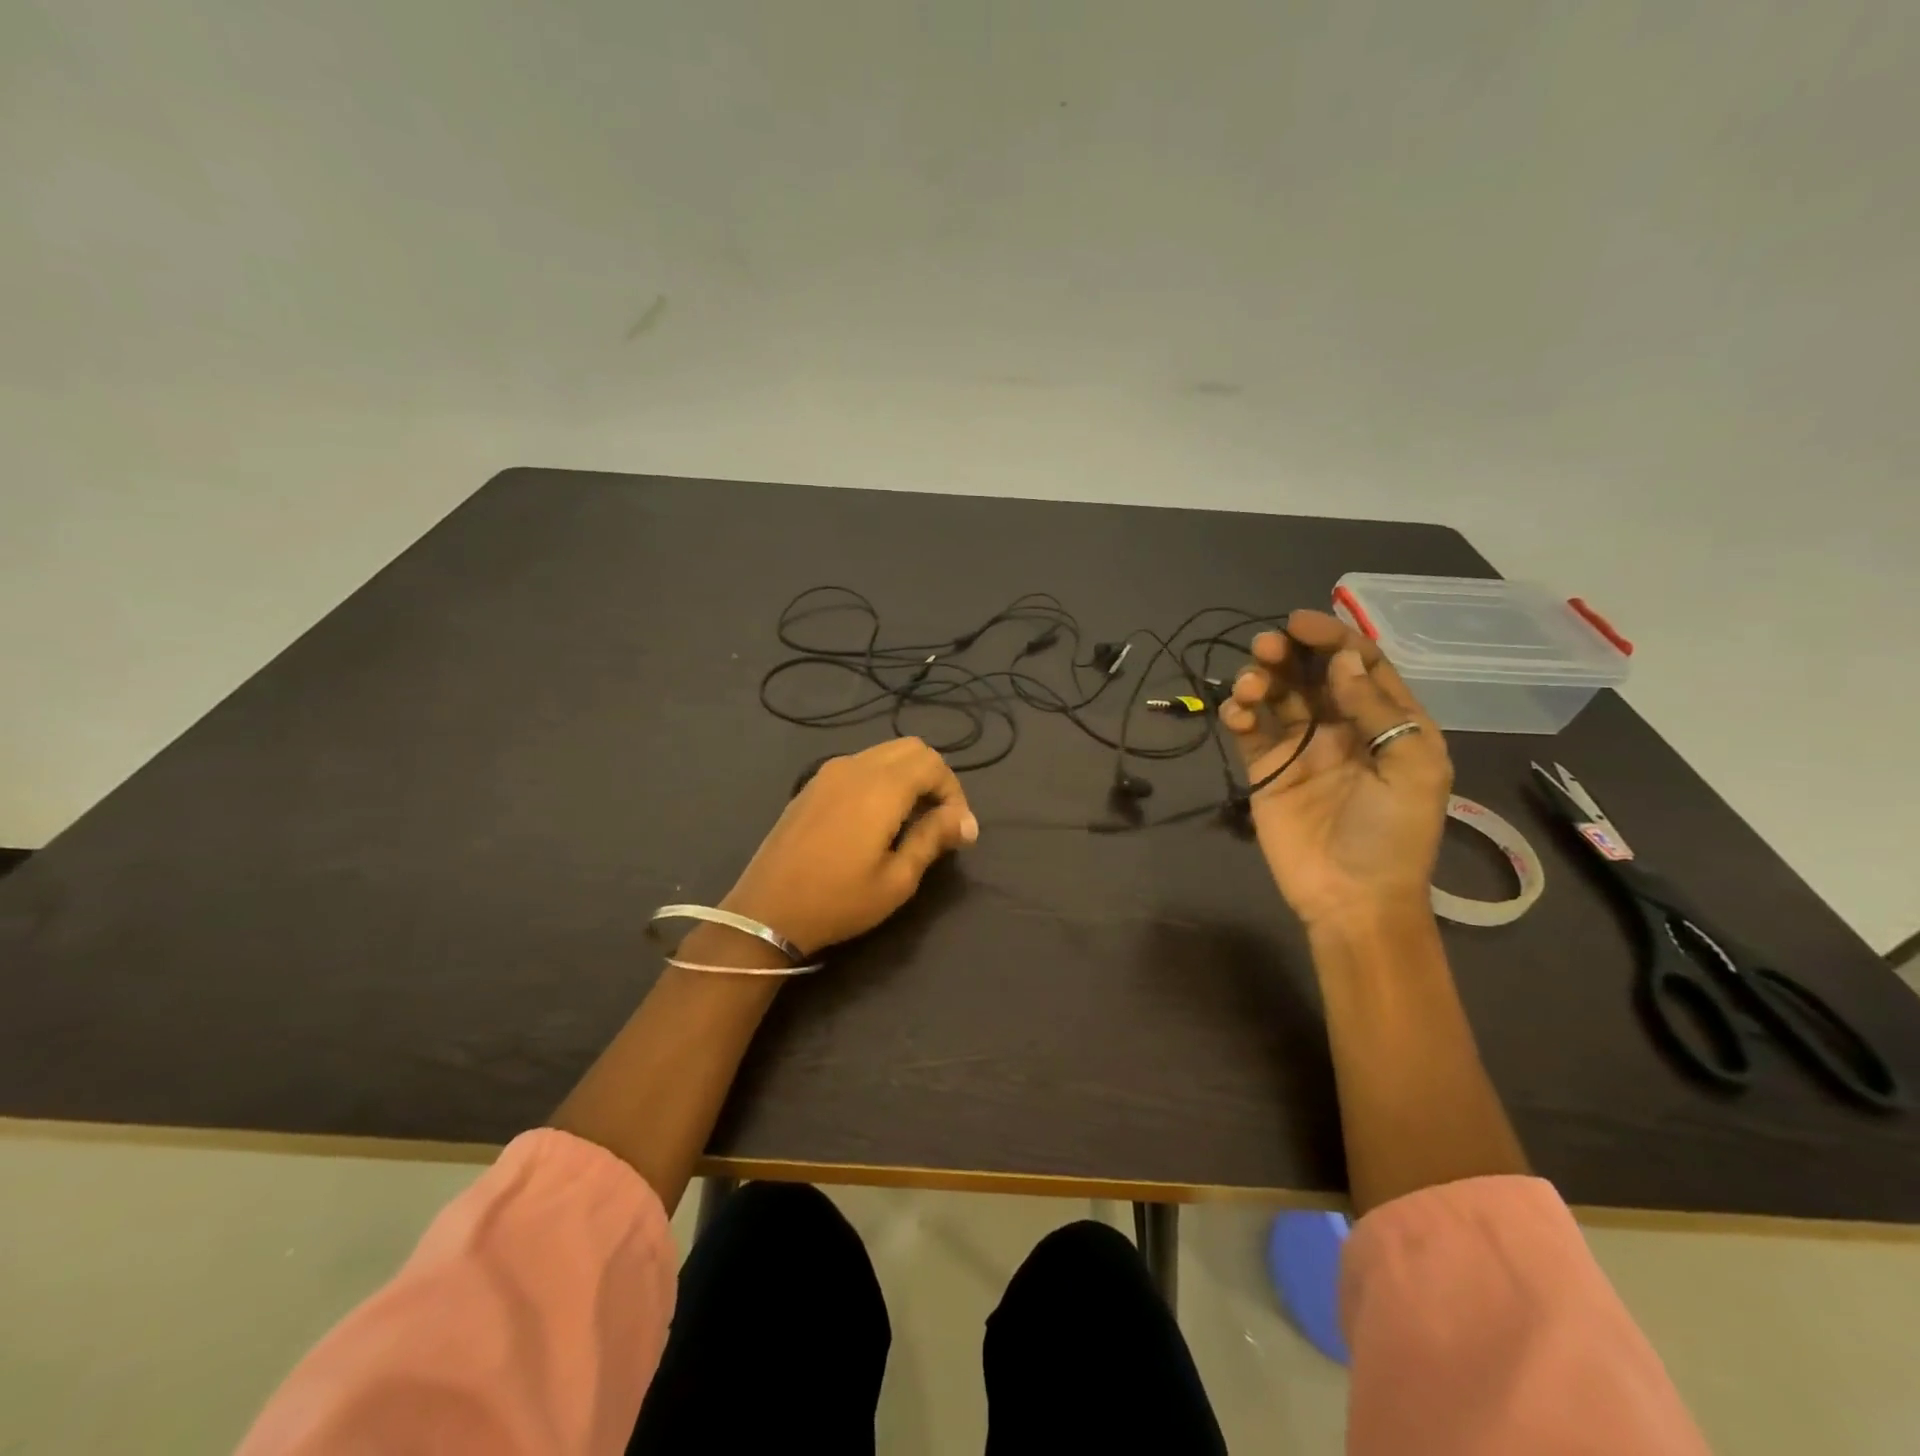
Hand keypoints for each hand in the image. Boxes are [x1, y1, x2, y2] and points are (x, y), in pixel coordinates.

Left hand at [720, 737, 978, 956]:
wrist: (765, 912)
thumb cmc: (838, 901)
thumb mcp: (897, 880)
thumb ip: (932, 839)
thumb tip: (965, 821)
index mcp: (880, 788)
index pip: (933, 763)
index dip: (954, 791)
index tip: (957, 830)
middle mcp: (855, 767)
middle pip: (911, 748)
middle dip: (934, 777)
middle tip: (939, 820)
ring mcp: (828, 773)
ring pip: (884, 753)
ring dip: (907, 776)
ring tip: (911, 820)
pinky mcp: (812, 785)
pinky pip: (859, 765)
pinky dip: (881, 779)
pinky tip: (876, 818)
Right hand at [1219, 609, 1450, 931]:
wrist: (1352, 897)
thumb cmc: (1393, 834)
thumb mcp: (1411, 767)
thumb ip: (1377, 710)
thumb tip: (1343, 660)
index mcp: (1386, 722)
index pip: (1359, 665)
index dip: (1333, 639)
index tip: (1300, 623)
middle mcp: (1341, 726)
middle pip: (1311, 674)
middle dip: (1289, 652)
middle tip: (1267, 646)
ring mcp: (1300, 748)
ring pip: (1276, 696)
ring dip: (1260, 678)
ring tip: (1250, 684)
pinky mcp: (1265, 769)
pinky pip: (1249, 729)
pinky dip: (1239, 713)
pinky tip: (1238, 713)